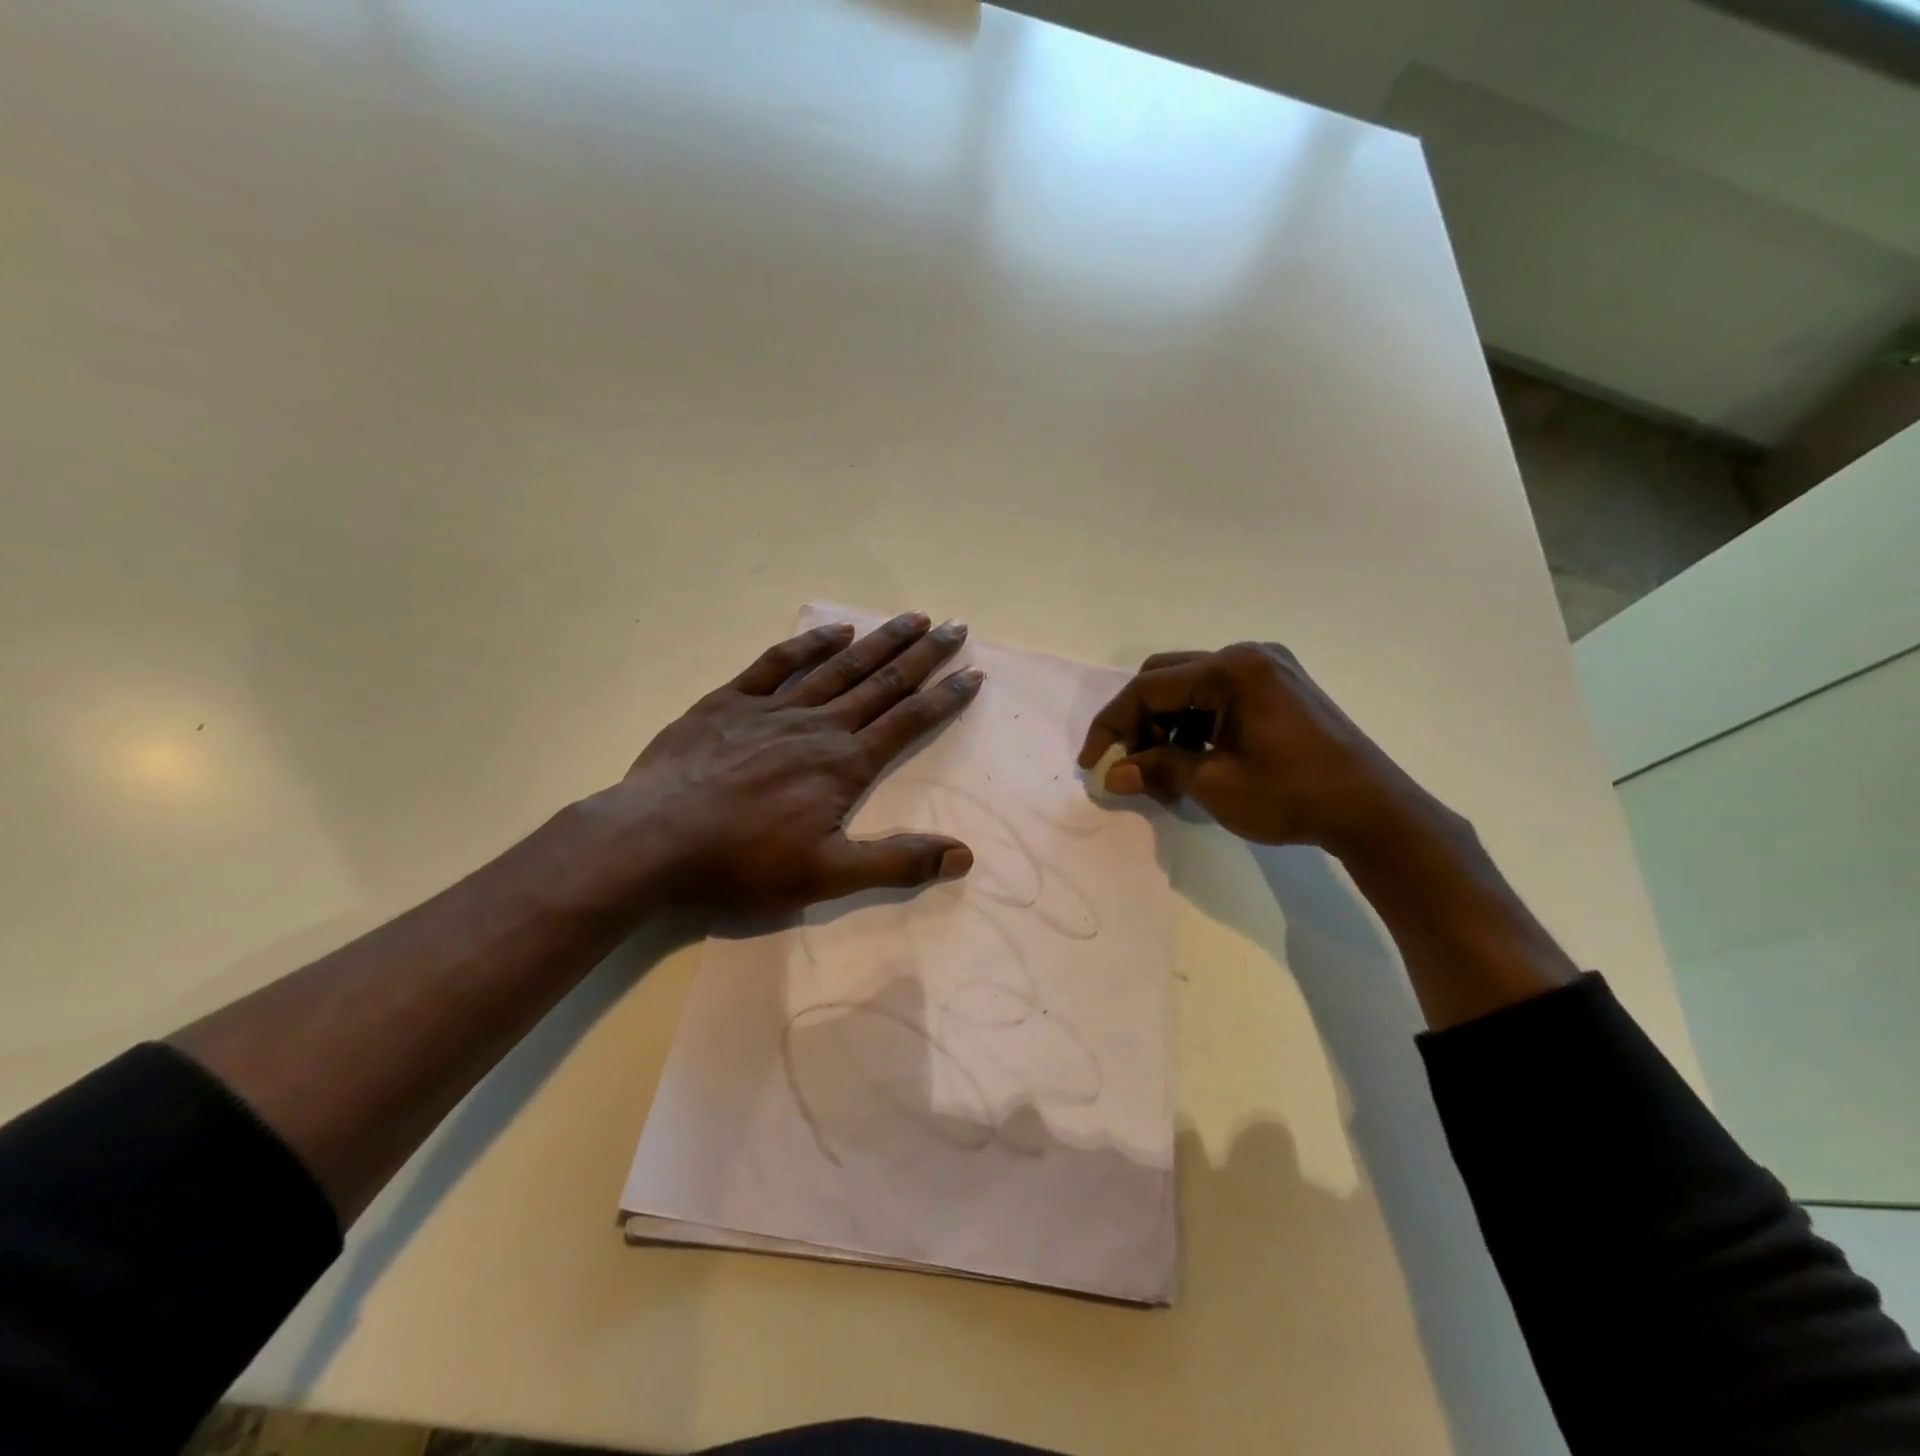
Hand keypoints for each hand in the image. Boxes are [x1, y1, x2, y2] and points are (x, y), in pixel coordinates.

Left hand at [584, 612, 983, 915]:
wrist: (654, 838)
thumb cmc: (743, 861)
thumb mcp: (828, 875)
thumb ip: (897, 862)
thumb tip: (964, 855)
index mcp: (845, 764)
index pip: (908, 722)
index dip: (945, 697)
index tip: (974, 672)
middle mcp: (819, 725)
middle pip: (882, 682)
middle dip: (923, 655)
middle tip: (955, 626)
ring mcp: (774, 708)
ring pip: (839, 666)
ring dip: (879, 640)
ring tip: (911, 617)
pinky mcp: (731, 701)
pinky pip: (777, 663)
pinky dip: (809, 643)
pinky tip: (834, 629)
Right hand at [1077, 642, 1440, 860]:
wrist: (1373, 811)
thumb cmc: (1291, 795)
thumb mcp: (1214, 784)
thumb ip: (1158, 769)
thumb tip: (1113, 773)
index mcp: (1231, 670)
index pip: (1149, 688)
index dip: (1111, 724)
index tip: (1092, 762)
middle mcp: (1247, 656)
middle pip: (1166, 678)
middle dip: (1137, 720)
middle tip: (1127, 762)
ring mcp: (1268, 668)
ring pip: (1190, 687)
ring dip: (1165, 724)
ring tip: (1162, 768)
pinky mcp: (1280, 686)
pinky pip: (1218, 695)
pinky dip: (1195, 723)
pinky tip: (1194, 756)